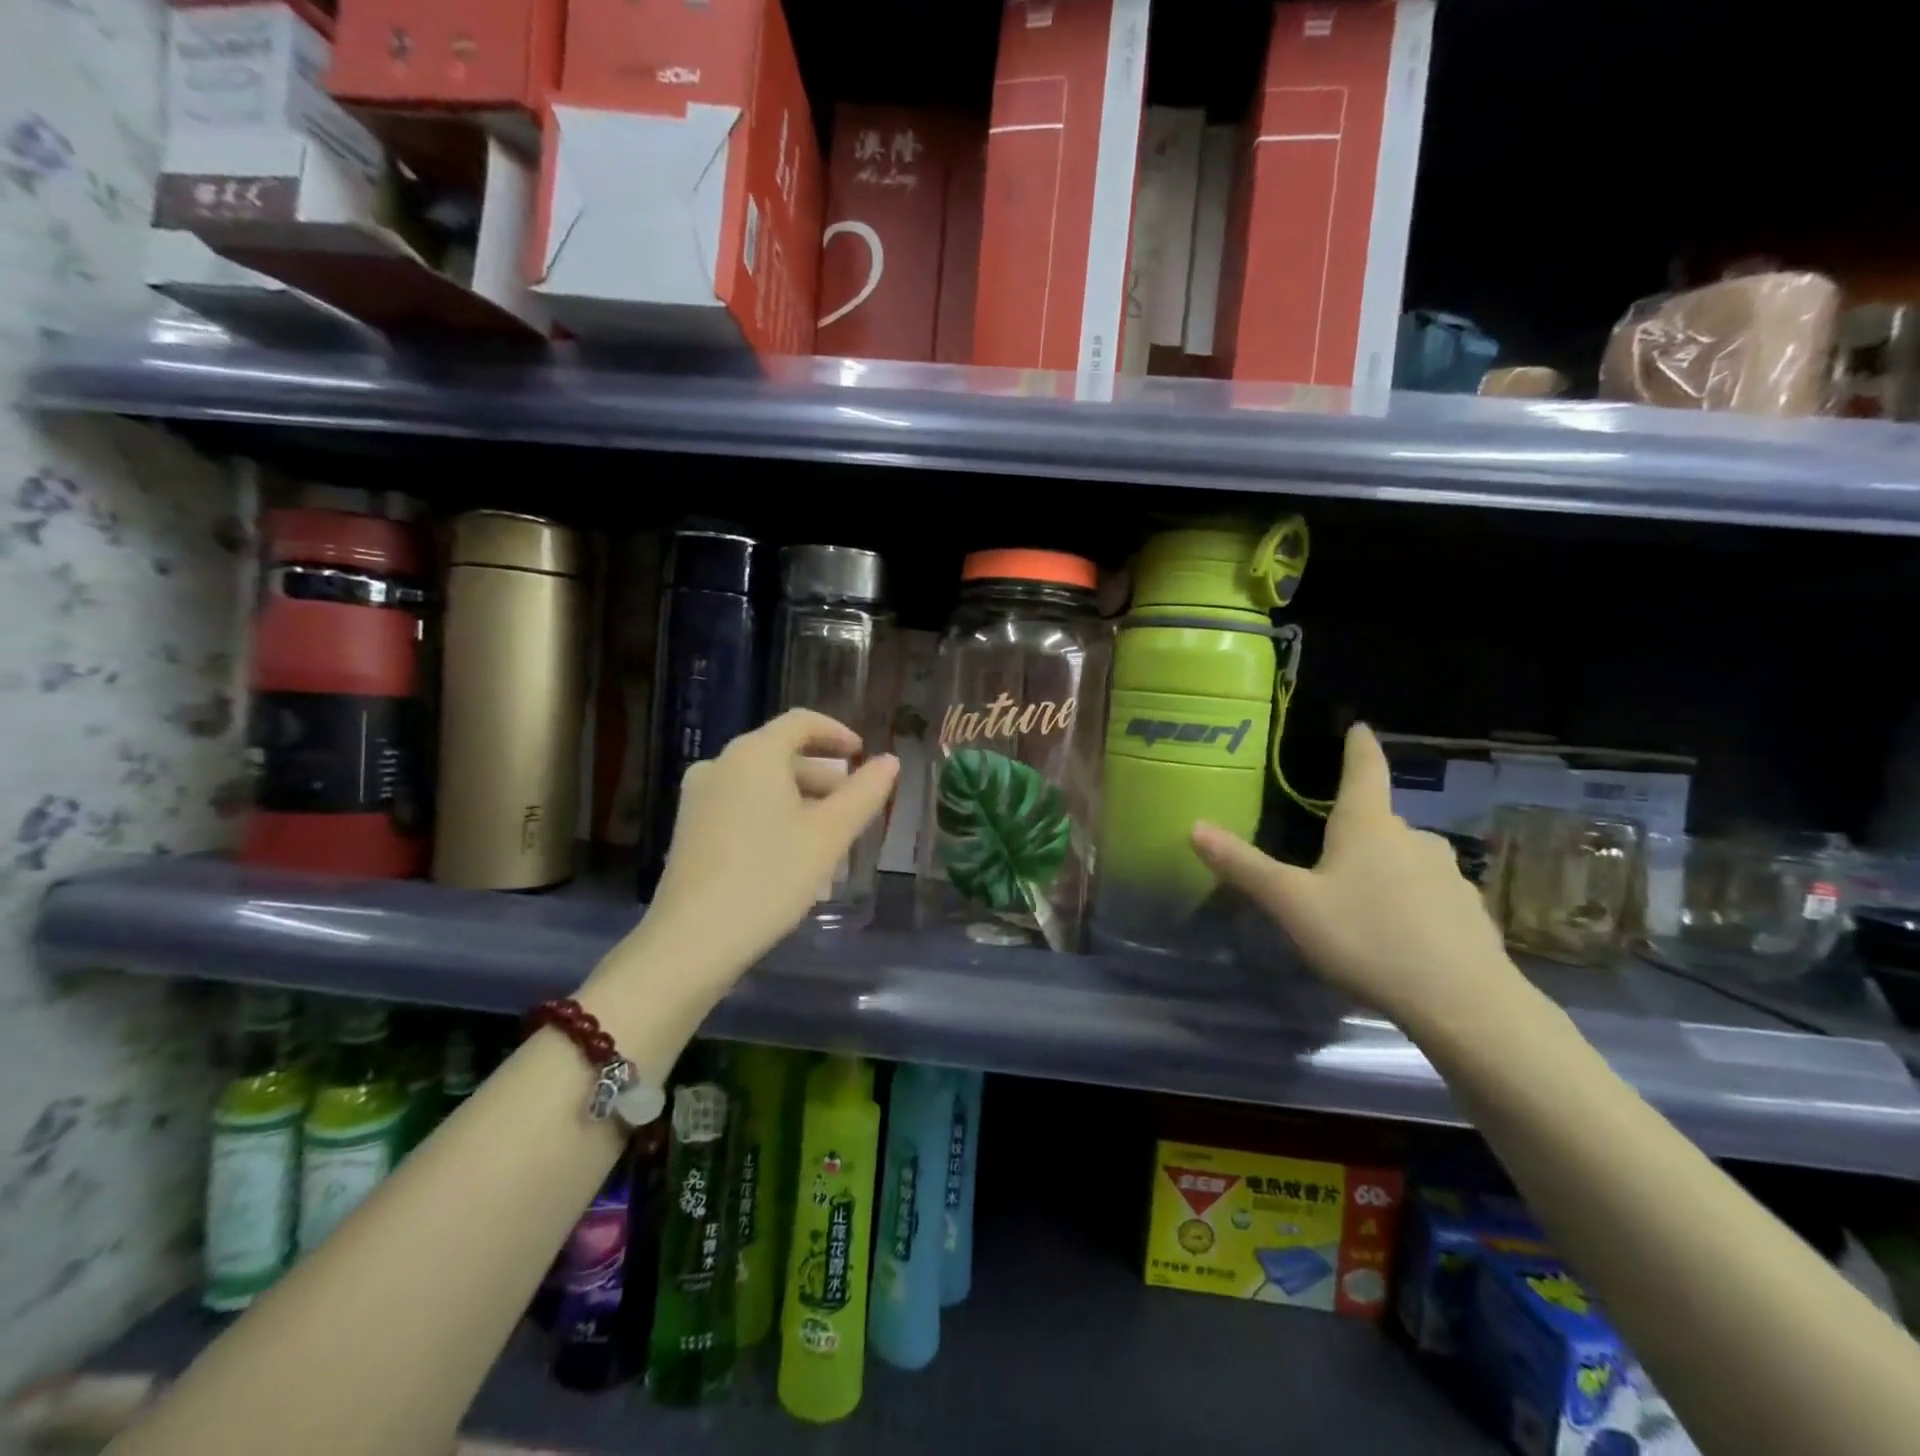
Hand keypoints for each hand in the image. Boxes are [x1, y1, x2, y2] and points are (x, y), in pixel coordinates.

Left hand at [639, 709, 897, 976]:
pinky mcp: (689, 828)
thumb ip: (864, 793)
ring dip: (800, 798)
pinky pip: (741, 804)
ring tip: (829, 836)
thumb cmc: (770, 877)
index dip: (837, 733)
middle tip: (853, 805)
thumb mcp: (829, 835)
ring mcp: (698, 797)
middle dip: (822, 774)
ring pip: (761, 782)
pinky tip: (792, 852)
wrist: (693, 940)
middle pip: (780, 753)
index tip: (863, 754)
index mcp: (753, 754)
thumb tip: (890, 761)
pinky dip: (773, 814)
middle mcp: (720, 764)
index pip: (801, 722)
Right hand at [1190, 723, 1520, 1032]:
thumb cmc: (1367, 938)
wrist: (1463, 1003)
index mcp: (1368, 826)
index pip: (1364, 771)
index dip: (1359, 747)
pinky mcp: (1468, 912)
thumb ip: (1244, 866)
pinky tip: (1396, 932)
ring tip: (1358, 896)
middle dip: (1356, 827)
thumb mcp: (1292, 904)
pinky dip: (1408, 900)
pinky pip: (1428, 893)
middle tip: (1328, 846)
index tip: (1360, 727)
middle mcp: (1412, 838)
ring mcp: (1447, 874)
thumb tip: (1194, 826)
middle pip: (1380, 820)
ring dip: (1382, 866)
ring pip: (1405, 857)